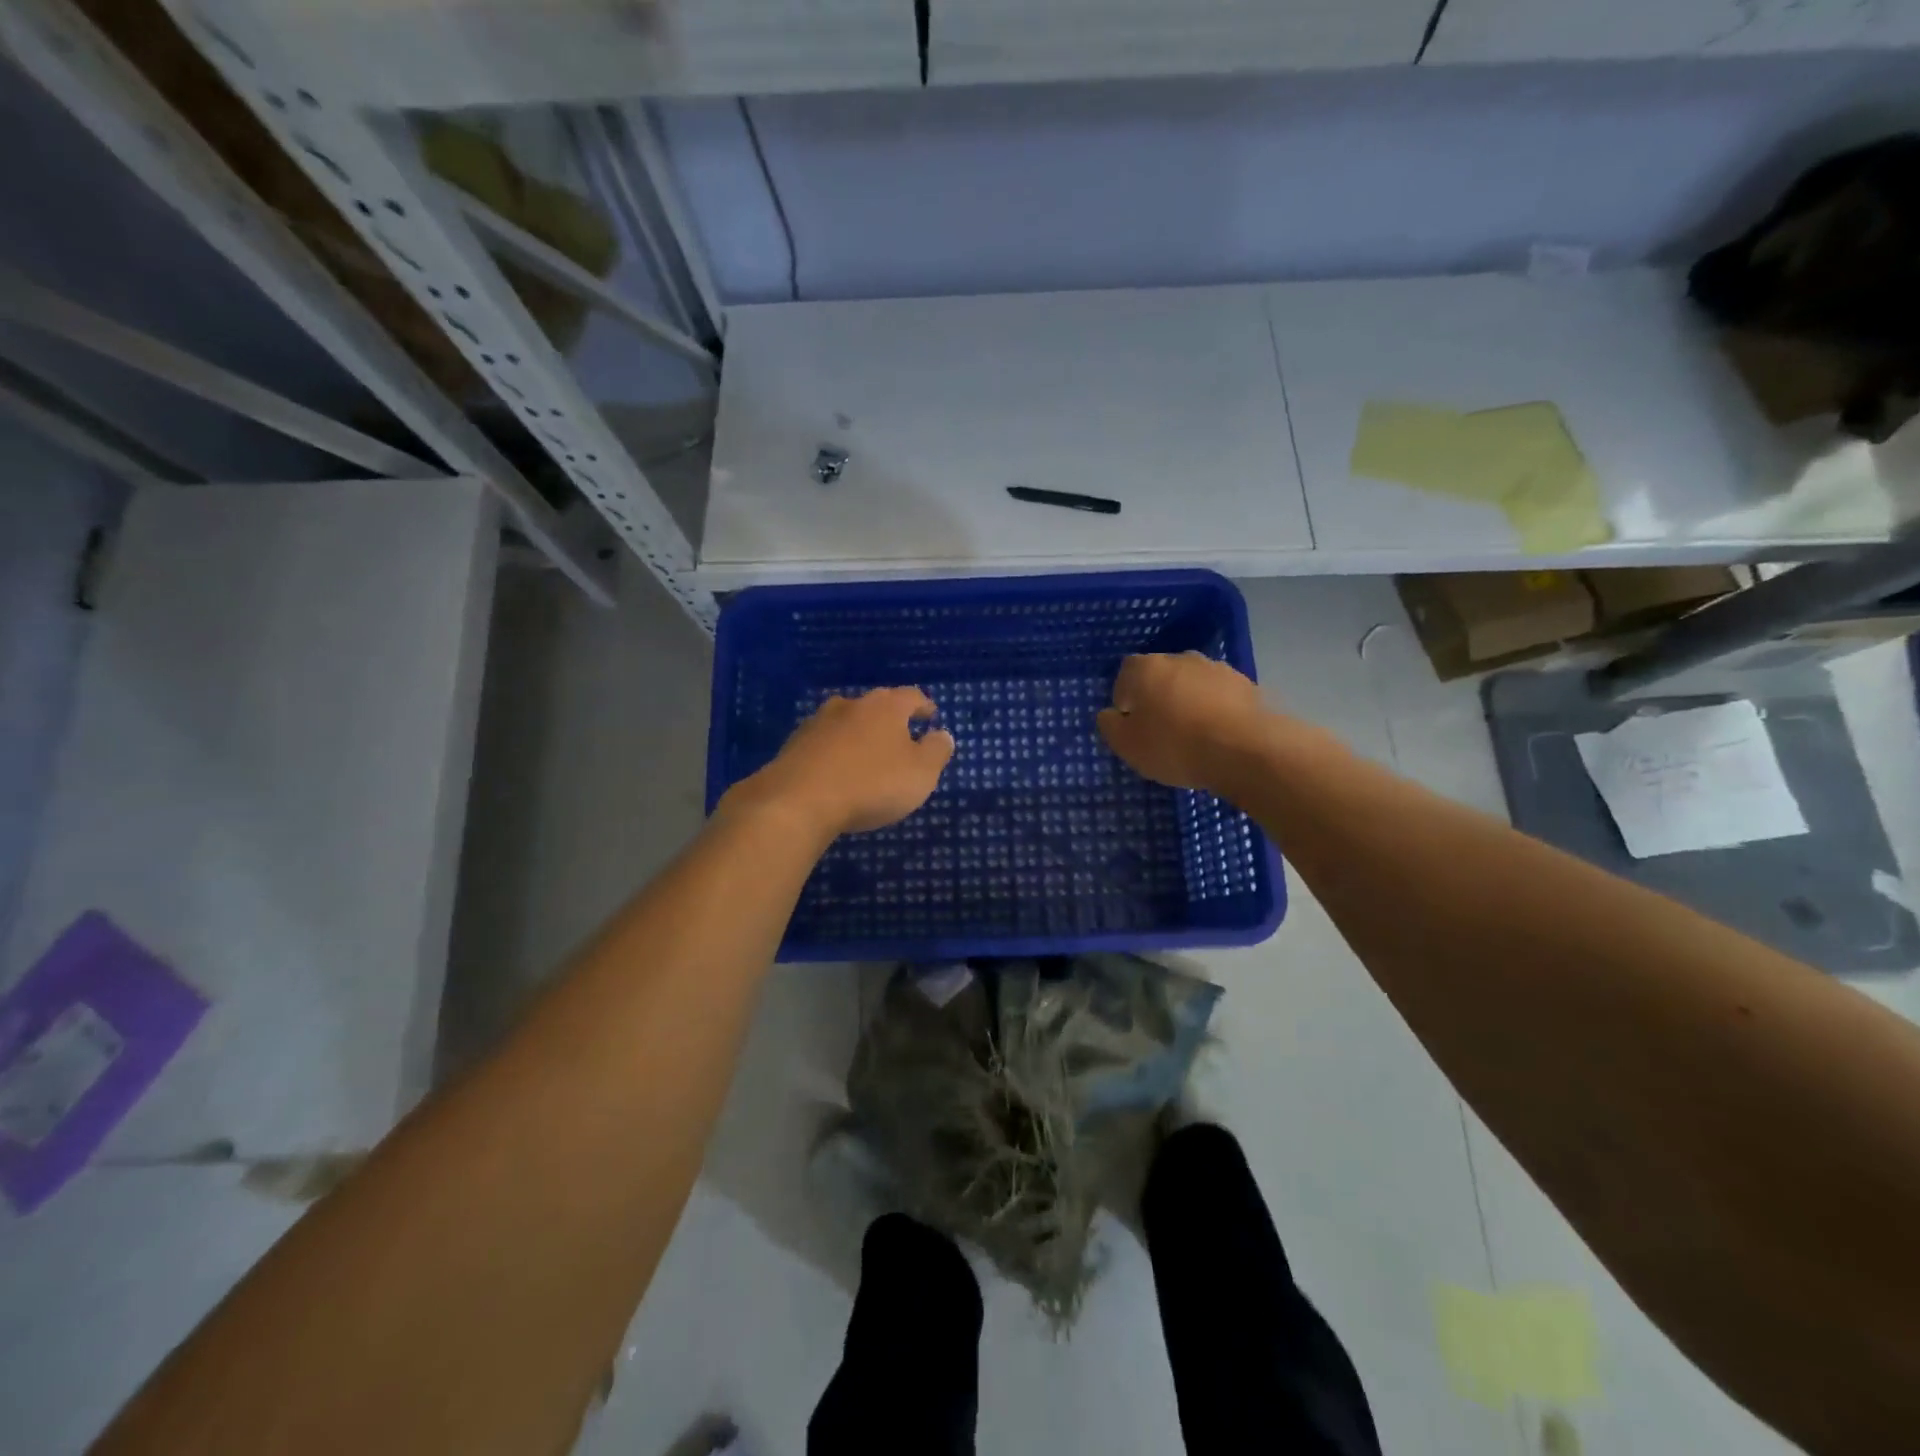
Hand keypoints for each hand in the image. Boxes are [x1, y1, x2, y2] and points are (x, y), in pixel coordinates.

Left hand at [722, 687, 954, 839]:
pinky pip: (824, 743)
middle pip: (876, 706)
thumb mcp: (920, 773)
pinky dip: (835, 752)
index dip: (924, 706)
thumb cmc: (871, 784)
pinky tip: (837, 770)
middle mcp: (852, 705)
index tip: (931, 716)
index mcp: (886, 706)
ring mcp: (818, 722)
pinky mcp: (794, 744)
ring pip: (847, 721)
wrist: (798, 800)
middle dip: (890, 720)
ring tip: (867, 754)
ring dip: (859, 734)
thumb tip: (942, 734)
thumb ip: (936, 751)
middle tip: (901, 737)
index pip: (911, 697)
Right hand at [1097, 652, 1269, 795]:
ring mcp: (1217, 669)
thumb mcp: (1128, 746)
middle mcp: (1181, 658)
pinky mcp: (1247, 685)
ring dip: (1189, 702)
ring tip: (1193, 736)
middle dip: (1158, 697)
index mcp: (1147, 668)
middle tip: (1161, 731)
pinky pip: (1221, 697)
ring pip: (1193, 684)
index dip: (1126, 699)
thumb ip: (1111, 727)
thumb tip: (1110, 714)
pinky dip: (1216, 711)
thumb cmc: (1174, 746)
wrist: (1245, 750)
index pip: (1126, 674)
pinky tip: (1218, 737)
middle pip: (1161, 676)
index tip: (1132, 724)